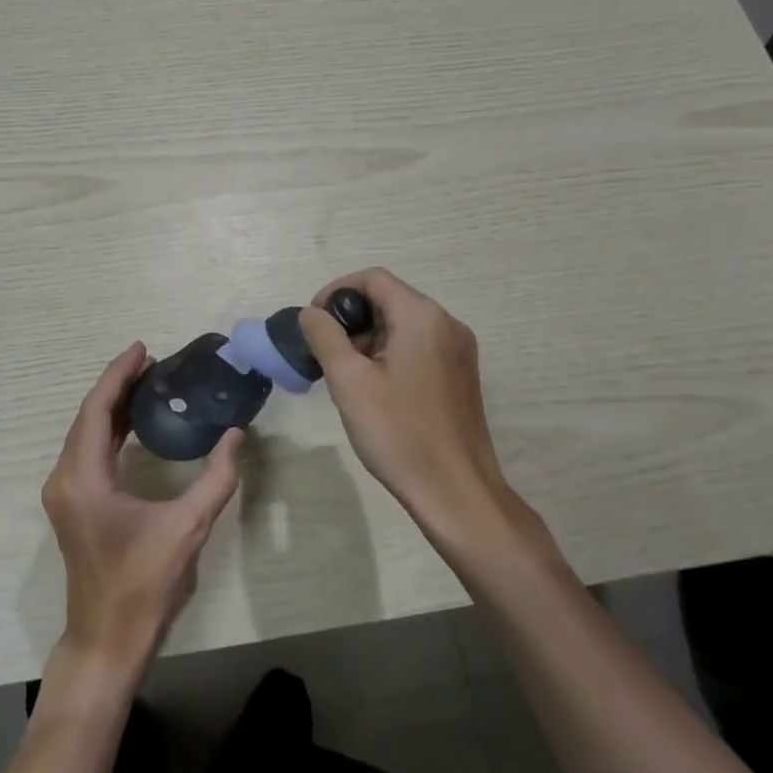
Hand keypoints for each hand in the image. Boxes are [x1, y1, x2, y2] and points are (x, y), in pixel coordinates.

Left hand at [41, 343, 243, 686]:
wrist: (106, 641)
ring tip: (147, 382)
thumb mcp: (186, 530)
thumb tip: (236, 434)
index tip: (143, 348)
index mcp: (82, 477)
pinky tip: (135, 422)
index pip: (97, 409)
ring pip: (86, 432)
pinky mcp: (73, 503)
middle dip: (118, 384)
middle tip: (153, 361)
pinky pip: (88, 450)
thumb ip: (215, 479)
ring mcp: (64, 491)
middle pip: (88, 415)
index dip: (119, 374)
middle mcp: (64, 477)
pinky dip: (109, 429)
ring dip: (113, 405)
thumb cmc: (142, 586)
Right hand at [300, 269, 535, 548]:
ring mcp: (458, 351)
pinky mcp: (460, 375)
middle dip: (351, 319)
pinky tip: (375, 389)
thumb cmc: (400, 433)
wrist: (457, 494)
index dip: (336, 292)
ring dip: (368, 338)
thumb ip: (324, 336)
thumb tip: (312, 313)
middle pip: (388, 299)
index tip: (314, 324)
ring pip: (402, 324)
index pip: (372, 278)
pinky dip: (389, 354)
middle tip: (326, 354)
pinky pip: (418, 346)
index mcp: (422, 316)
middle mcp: (447, 324)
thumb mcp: (349, 381)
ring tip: (346, 376)